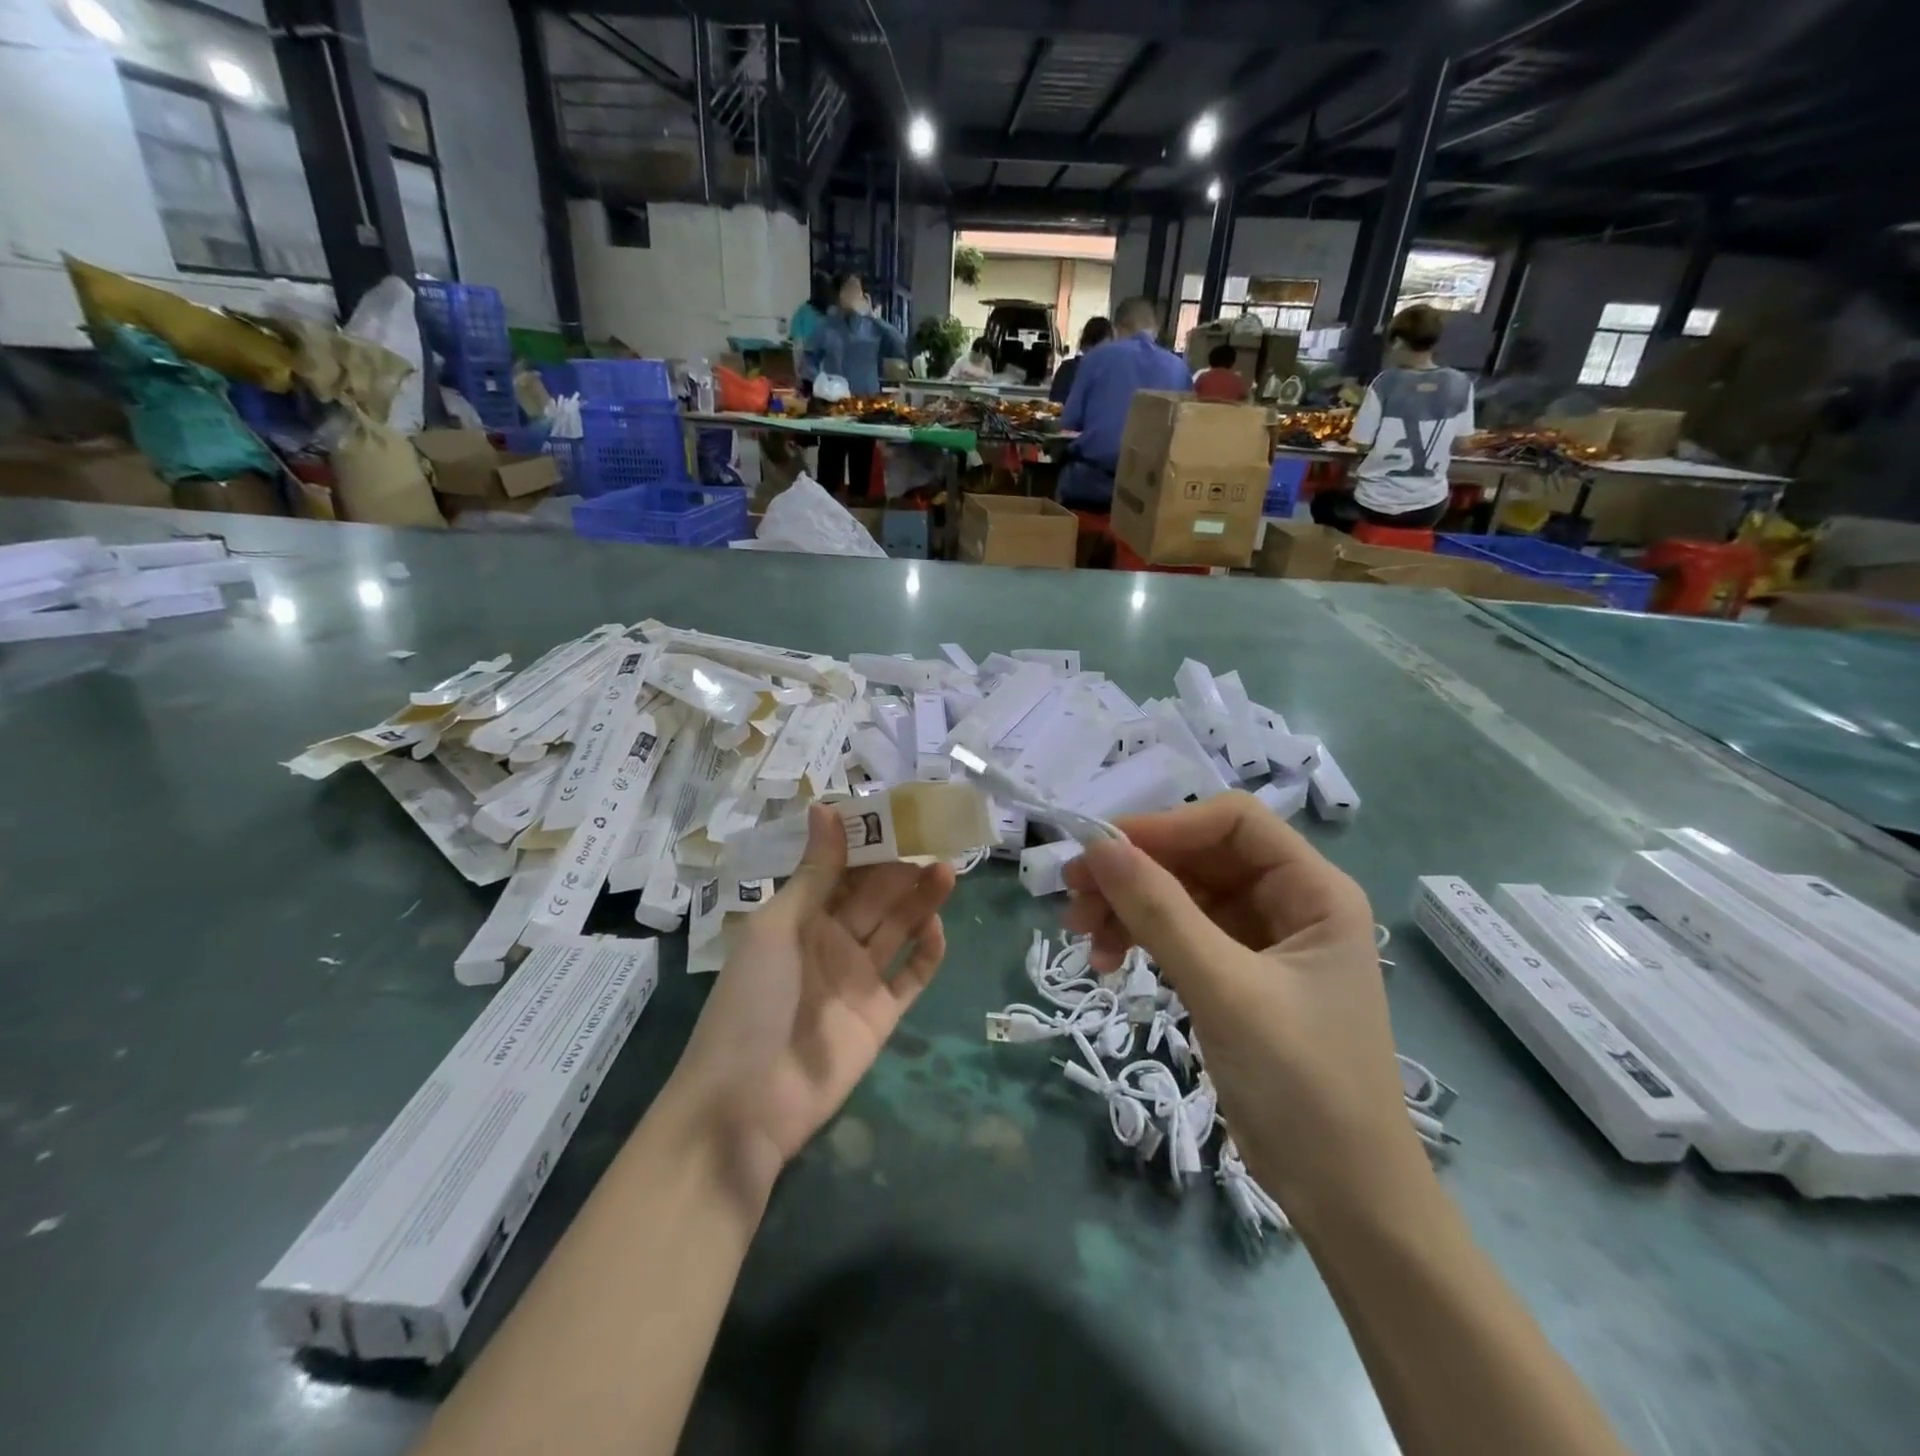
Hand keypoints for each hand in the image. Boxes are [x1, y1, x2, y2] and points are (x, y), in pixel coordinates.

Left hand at [669, 806, 955, 1198]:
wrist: (747, 1102)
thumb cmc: (751, 1001)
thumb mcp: (777, 927)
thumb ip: (814, 873)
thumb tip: (827, 806)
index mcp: (800, 918)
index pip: (841, 871)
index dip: (869, 844)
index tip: (899, 813)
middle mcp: (831, 942)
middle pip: (875, 897)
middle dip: (902, 869)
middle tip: (937, 839)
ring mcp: (858, 978)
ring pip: (897, 929)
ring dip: (920, 901)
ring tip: (947, 870)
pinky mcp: (881, 1014)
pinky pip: (910, 976)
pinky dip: (926, 952)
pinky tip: (938, 927)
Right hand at [1063, 793, 1423, 1221]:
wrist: (1344, 1198)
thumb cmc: (1302, 1085)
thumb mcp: (1225, 990)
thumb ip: (1161, 912)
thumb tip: (1099, 845)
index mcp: (1314, 890)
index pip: (1233, 822)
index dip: (1167, 826)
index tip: (1104, 850)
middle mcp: (1290, 902)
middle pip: (1200, 856)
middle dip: (1136, 871)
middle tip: (1073, 893)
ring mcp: (1261, 940)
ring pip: (1182, 894)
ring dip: (1129, 906)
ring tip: (1081, 934)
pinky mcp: (1236, 974)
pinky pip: (1179, 933)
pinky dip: (1140, 938)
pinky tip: (1106, 961)